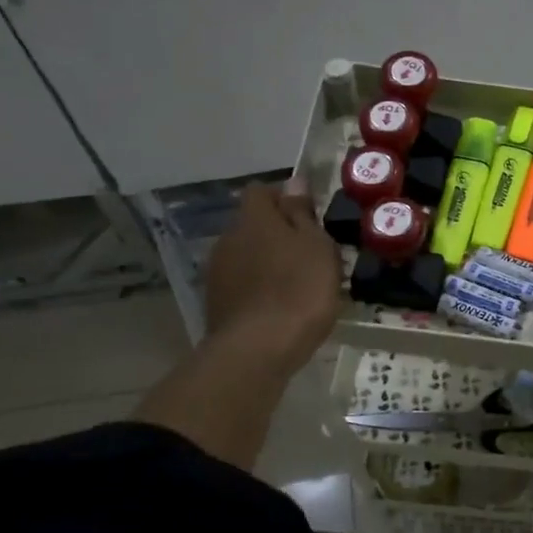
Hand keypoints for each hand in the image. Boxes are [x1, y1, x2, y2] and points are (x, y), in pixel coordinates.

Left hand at [201, 182, 341, 375]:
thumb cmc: (298, 290)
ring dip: (267, 262)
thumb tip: (293, 182)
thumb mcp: (316, 246)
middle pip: (252, 224)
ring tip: (296, 283)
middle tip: (309, 253)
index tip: (309, 216)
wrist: (257, 350)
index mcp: (253, 218)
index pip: (261, 191)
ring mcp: (217, 273)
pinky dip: (258, 289)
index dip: (284, 198)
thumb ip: (302, 213)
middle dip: (276, 233)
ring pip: (246, 255)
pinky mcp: (216, 303)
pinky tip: (279, 307)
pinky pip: (241, 284)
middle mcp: (228, 238)